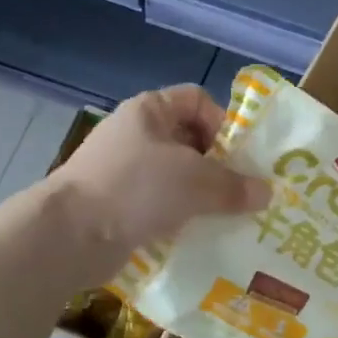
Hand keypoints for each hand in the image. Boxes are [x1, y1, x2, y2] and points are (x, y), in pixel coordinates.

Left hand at [53, 86, 270, 257]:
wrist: (70, 234)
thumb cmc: (136, 188)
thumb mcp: (196, 182)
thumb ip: (235, 186)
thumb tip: (267, 193)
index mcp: (150, 111)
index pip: (197, 101)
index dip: (224, 123)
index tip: (242, 156)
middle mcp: (135, 135)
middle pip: (190, 141)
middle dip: (219, 167)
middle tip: (244, 192)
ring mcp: (123, 172)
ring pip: (176, 178)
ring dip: (202, 197)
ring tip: (228, 218)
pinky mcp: (118, 206)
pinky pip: (160, 206)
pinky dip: (180, 218)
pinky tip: (199, 236)